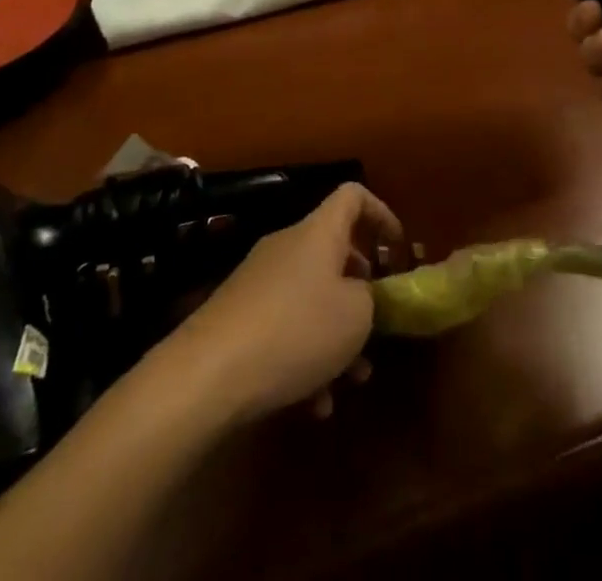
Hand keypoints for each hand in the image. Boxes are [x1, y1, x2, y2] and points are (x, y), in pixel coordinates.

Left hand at [153, 183, 402, 425]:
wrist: (203, 377)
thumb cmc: (295, 331)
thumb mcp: (356, 315)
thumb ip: (372, 299)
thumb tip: (365, 296)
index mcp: (319, 232)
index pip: (354, 196)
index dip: (382, 215)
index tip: (397, 252)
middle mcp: (288, 247)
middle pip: (335, 252)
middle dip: (361, 290)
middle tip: (378, 324)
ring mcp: (259, 283)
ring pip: (312, 298)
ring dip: (336, 334)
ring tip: (352, 380)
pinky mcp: (237, 320)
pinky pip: (284, 328)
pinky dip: (305, 358)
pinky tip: (313, 405)